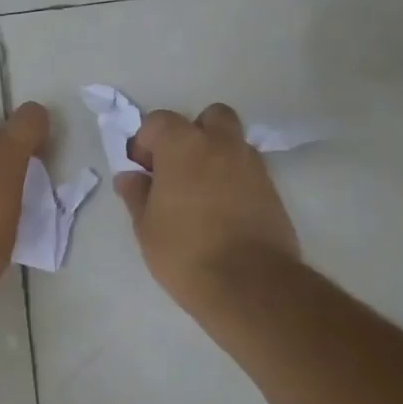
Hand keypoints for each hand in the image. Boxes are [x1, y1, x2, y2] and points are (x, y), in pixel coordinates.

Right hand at [115, 102, 300, 313]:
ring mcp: (251, 165)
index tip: (141, 169)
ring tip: (200, 192)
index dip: (146, 141)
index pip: (159, 120)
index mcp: (183, 144)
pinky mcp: (272, 190)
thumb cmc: (185, 251)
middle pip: (209, 118)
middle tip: (178, 168)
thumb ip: (136, 194)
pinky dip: (234, 179)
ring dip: (216, 156)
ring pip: (232, 143)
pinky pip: (248, 170)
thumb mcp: (146, 227)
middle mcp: (221, 144)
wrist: (250, 285)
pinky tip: (222, 210)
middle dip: (193, 134)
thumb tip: (130, 176)